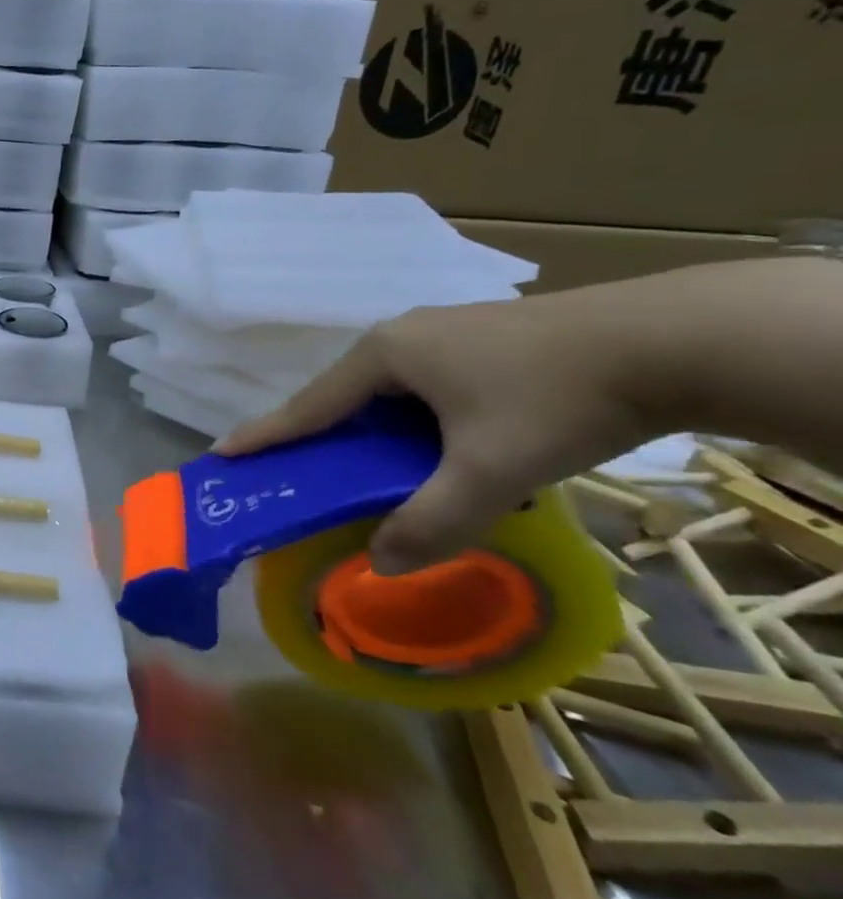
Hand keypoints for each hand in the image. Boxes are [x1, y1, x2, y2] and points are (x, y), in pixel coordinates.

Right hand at [215, 288, 657, 574]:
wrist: (676, 341)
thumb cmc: (557, 399)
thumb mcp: (491, 471)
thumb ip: (434, 521)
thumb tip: (383, 565)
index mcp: (384, 355)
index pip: (308, 404)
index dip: (266, 432)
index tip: (223, 452)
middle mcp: (403, 336)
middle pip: (346, 396)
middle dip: (324, 437)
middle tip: (307, 475)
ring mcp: (445, 334)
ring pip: (390, 393)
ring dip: (377, 433)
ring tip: (377, 471)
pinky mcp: (485, 342)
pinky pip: (427, 388)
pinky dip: (417, 424)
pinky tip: (443, 449)